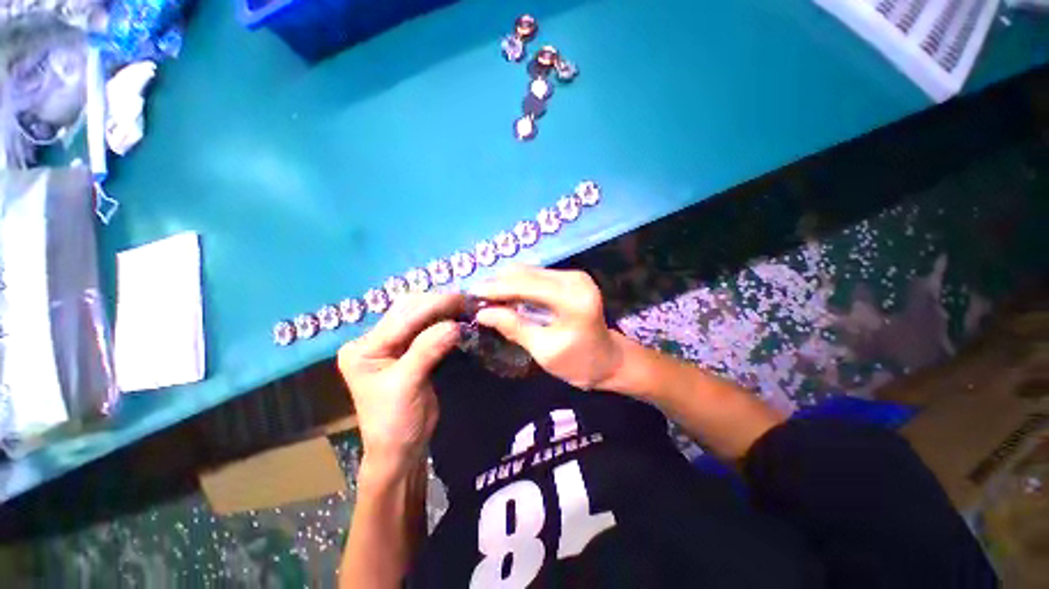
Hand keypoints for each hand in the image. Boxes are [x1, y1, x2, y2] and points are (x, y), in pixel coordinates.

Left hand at [337, 293, 462, 475]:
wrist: (400, 448)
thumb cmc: (395, 422)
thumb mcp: (407, 385)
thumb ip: (427, 351)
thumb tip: (454, 325)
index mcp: (364, 349)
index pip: (401, 319)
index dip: (432, 306)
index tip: (461, 299)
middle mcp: (374, 340)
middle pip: (407, 311)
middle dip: (437, 303)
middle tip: (465, 300)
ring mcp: (391, 344)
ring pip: (417, 315)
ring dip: (441, 309)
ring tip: (464, 305)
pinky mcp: (408, 350)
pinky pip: (426, 328)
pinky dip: (443, 320)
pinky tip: (457, 316)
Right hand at [470, 265, 623, 389]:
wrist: (608, 360)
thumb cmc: (578, 363)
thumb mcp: (544, 351)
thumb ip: (514, 327)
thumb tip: (483, 313)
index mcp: (573, 299)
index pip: (528, 285)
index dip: (497, 288)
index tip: (471, 293)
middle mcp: (575, 280)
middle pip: (527, 273)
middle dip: (499, 283)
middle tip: (476, 297)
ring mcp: (575, 276)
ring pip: (530, 271)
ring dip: (507, 283)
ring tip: (486, 297)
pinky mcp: (571, 278)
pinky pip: (538, 276)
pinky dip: (519, 285)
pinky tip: (505, 295)